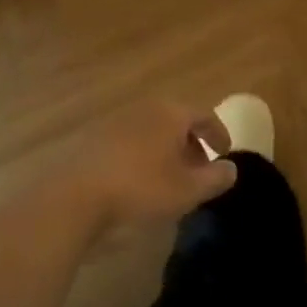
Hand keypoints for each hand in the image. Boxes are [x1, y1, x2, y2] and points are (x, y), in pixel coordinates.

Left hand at [54, 99, 236, 241]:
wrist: (75, 198)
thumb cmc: (140, 189)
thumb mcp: (187, 191)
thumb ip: (215, 178)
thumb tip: (231, 168)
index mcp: (170, 113)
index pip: (204, 115)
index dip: (219, 133)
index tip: (226, 153)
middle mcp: (145, 108)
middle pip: (177, 121)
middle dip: (192, 144)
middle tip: (200, 170)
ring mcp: (116, 121)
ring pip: (152, 131)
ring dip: (166, 151)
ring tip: (171, 179)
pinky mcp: (94, 139)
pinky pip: (130, 142)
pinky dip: (143, 156)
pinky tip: (140, 183)